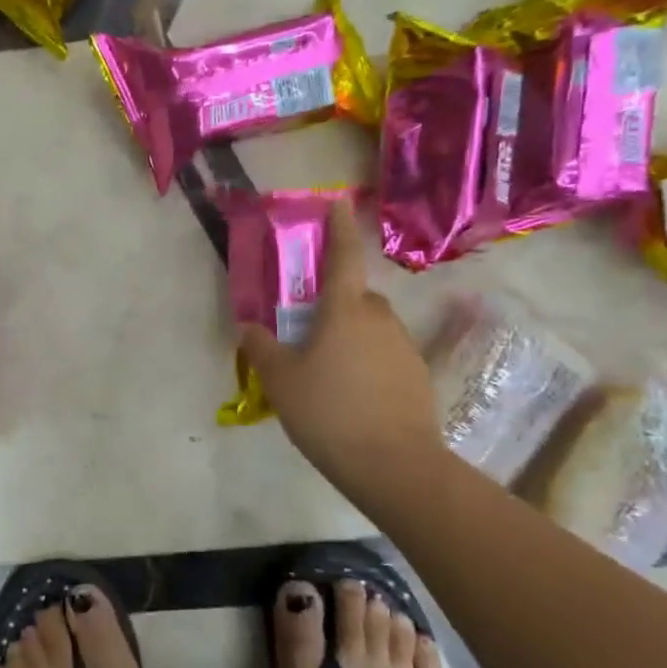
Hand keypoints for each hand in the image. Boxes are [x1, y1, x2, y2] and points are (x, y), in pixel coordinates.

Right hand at [237, 200, 445, 499]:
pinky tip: (352, 395)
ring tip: (327, 372)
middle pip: (355, 297)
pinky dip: (368, 362)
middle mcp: (378, 318)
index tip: (338, 203)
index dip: (339, 228)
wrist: (392, 464)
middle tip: (309, 331)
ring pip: (371, 327)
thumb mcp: (280, 380)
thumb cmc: (328, 410)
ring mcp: (403, 346)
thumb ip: (262, 348)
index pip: (343, 256)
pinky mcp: (417, 375)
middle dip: (335, 303)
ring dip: (351, 335)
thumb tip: (249, 327)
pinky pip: (385, 355)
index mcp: (344, 309)